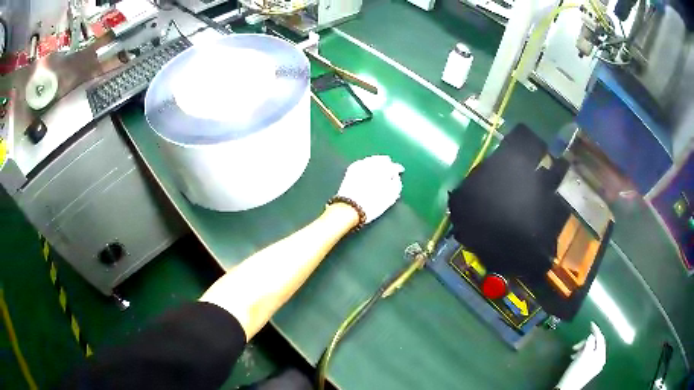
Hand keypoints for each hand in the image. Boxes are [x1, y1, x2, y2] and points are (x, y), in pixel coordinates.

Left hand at [336, 155, 404, 223]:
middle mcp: (372, 164)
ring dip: (376, 163)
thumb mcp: (391, 197)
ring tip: (379, 170)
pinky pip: (362, 162)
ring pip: (371, 159)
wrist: (350, 208)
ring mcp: (360, 165)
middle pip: (382, 160)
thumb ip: (397, 184)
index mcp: (384, 170)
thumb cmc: (373, 204)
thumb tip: (396, 176)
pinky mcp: (351, 169)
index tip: (399, 172)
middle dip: (387, 164)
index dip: (397, 169)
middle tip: (389, 170)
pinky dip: (366, 164)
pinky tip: (367, 170)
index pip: (394, 166)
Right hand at [556, 322, 606, 389]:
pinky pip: (589, 356)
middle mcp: (601, 359)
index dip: (596, 330)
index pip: (600, 339)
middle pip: (596, 344)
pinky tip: (575, 357)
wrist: (568, 387)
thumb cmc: (576, 371)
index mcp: (601, 355)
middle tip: (576, 345)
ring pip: (591, 350)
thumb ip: (589, 343)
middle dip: (586, 342)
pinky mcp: (589, 369)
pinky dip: (583, 354)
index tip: (591, 324)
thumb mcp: (583, 355)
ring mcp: (595, 365)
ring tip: (574, 353)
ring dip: (583, 349)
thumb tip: (591, 336)